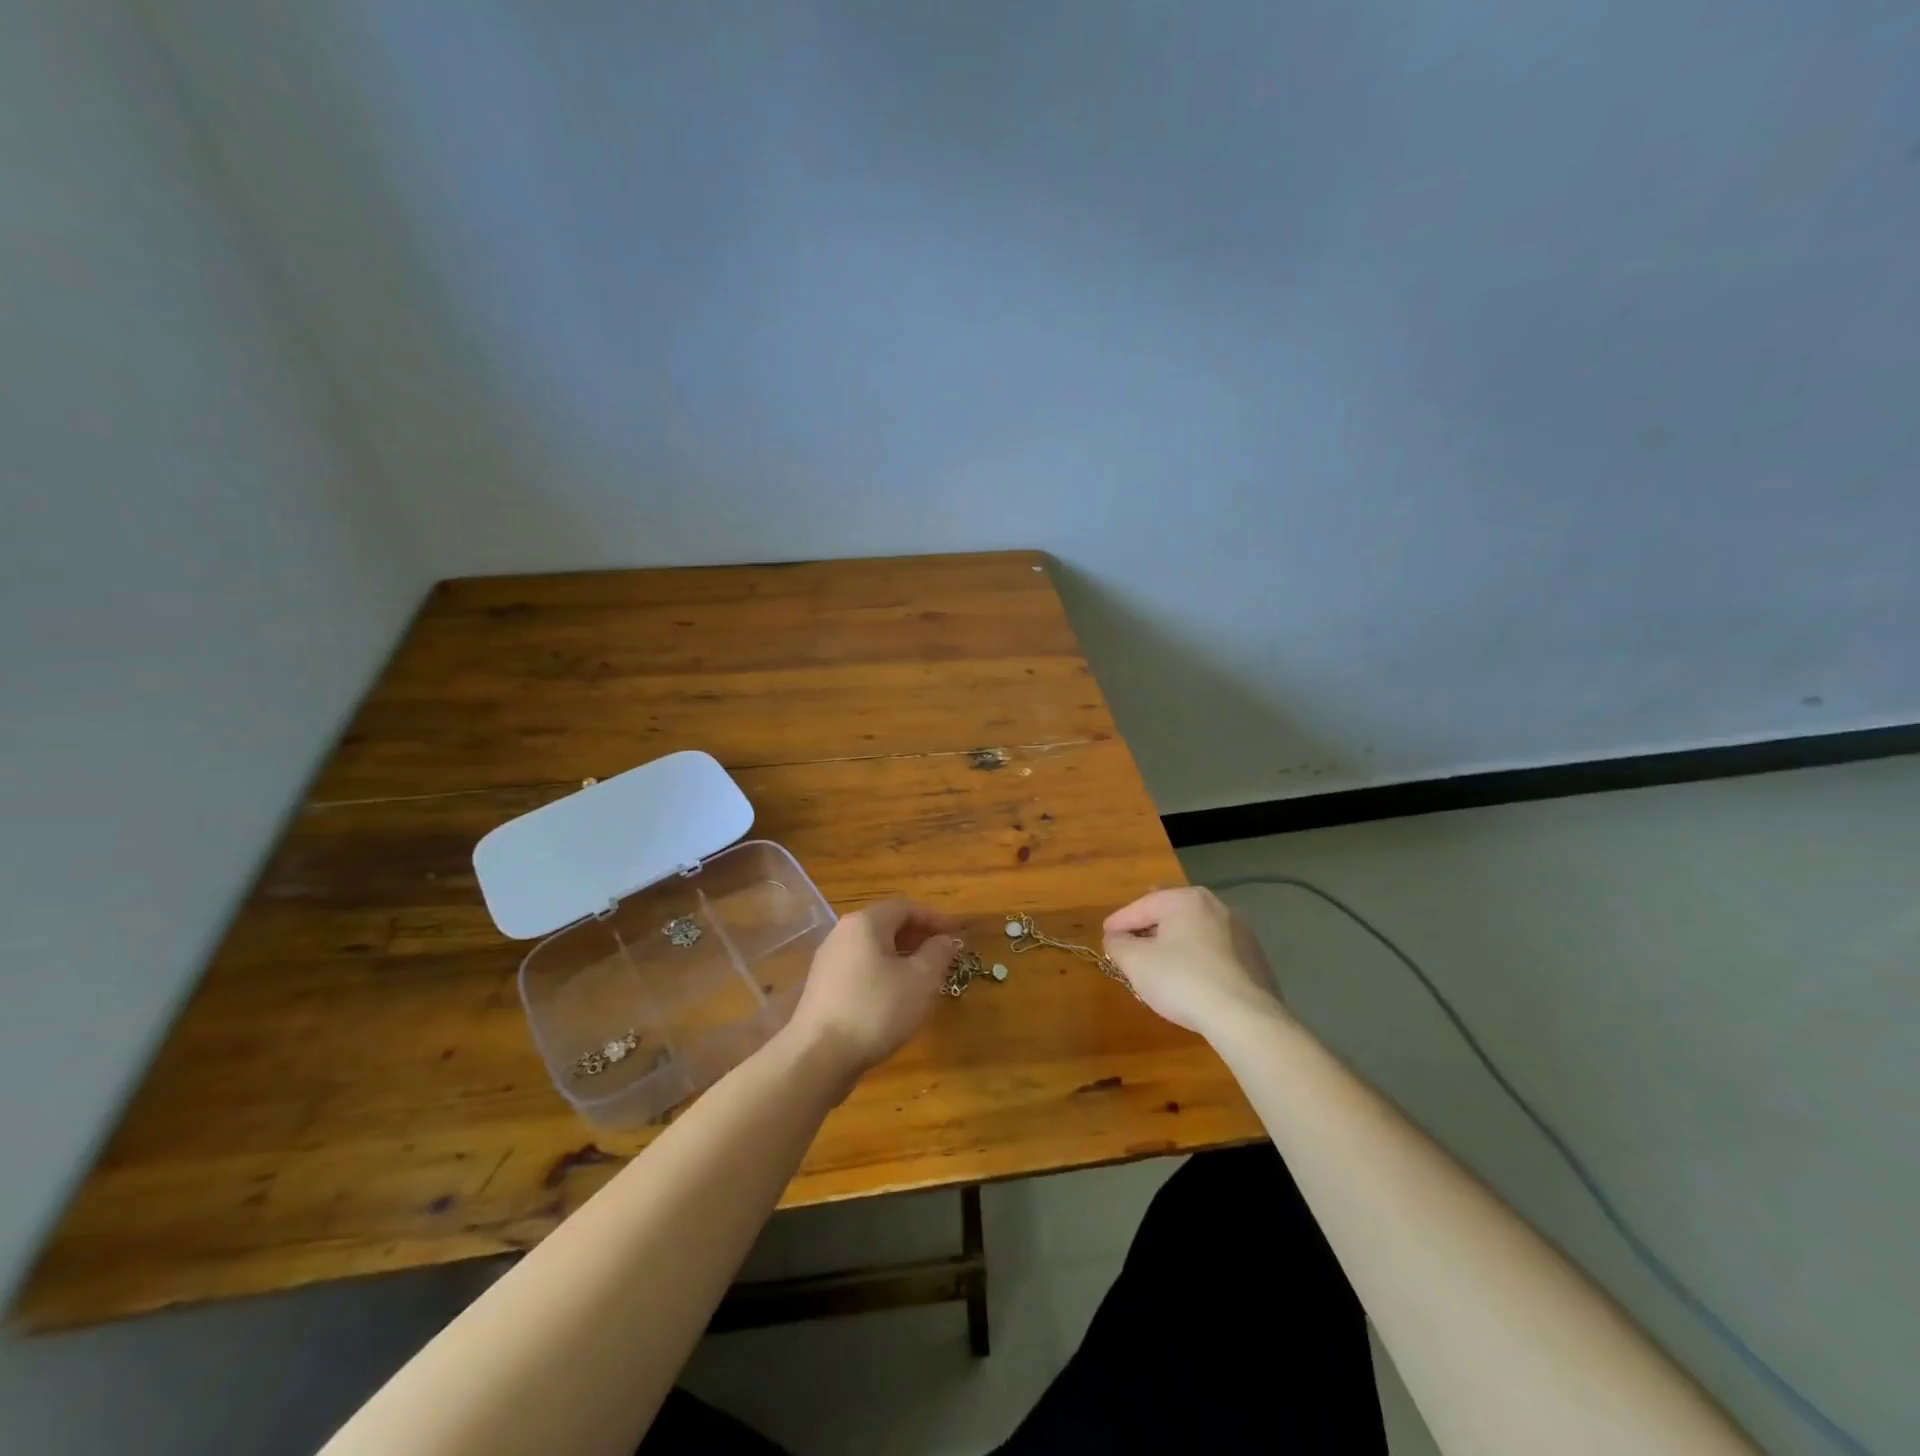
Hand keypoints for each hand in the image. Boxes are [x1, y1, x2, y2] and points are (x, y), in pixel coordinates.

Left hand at [783, 898, 958, 1081]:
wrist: (818, 1056)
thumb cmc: (876, 1009)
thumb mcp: (920, 980)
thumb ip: (938, 954)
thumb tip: (945, 940)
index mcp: (865, 923)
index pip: (906, 907)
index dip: (935, 919)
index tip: (957, 936)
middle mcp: (843, 933)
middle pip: (887, 925)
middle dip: (919, 938)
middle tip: (943, 958)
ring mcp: (829, 960)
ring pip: (874, 949)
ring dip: (902, 958)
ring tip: (924, 980)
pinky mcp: (823, 987)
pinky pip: (861, 969)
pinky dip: (883, 974)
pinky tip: (895, 999)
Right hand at [1102, 887, 1285, 1037]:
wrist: (1245, 1018)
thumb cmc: (1182, 980)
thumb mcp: (1136, 962)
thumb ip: (1118, 944)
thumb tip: (1115, 938)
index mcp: (1185, 899)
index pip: (1141, 906)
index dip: (1118, 922)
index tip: (1105, 936)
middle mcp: (1215, 906)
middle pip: (1170, 916)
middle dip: (1148, 930)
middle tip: (1130, 946)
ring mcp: (1240, 932)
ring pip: (1194, 934)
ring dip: (1174, 945)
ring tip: (1159, 965)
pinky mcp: (1255, 959)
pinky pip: (1215, 953)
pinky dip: (1197, 960)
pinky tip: (1191, 981)